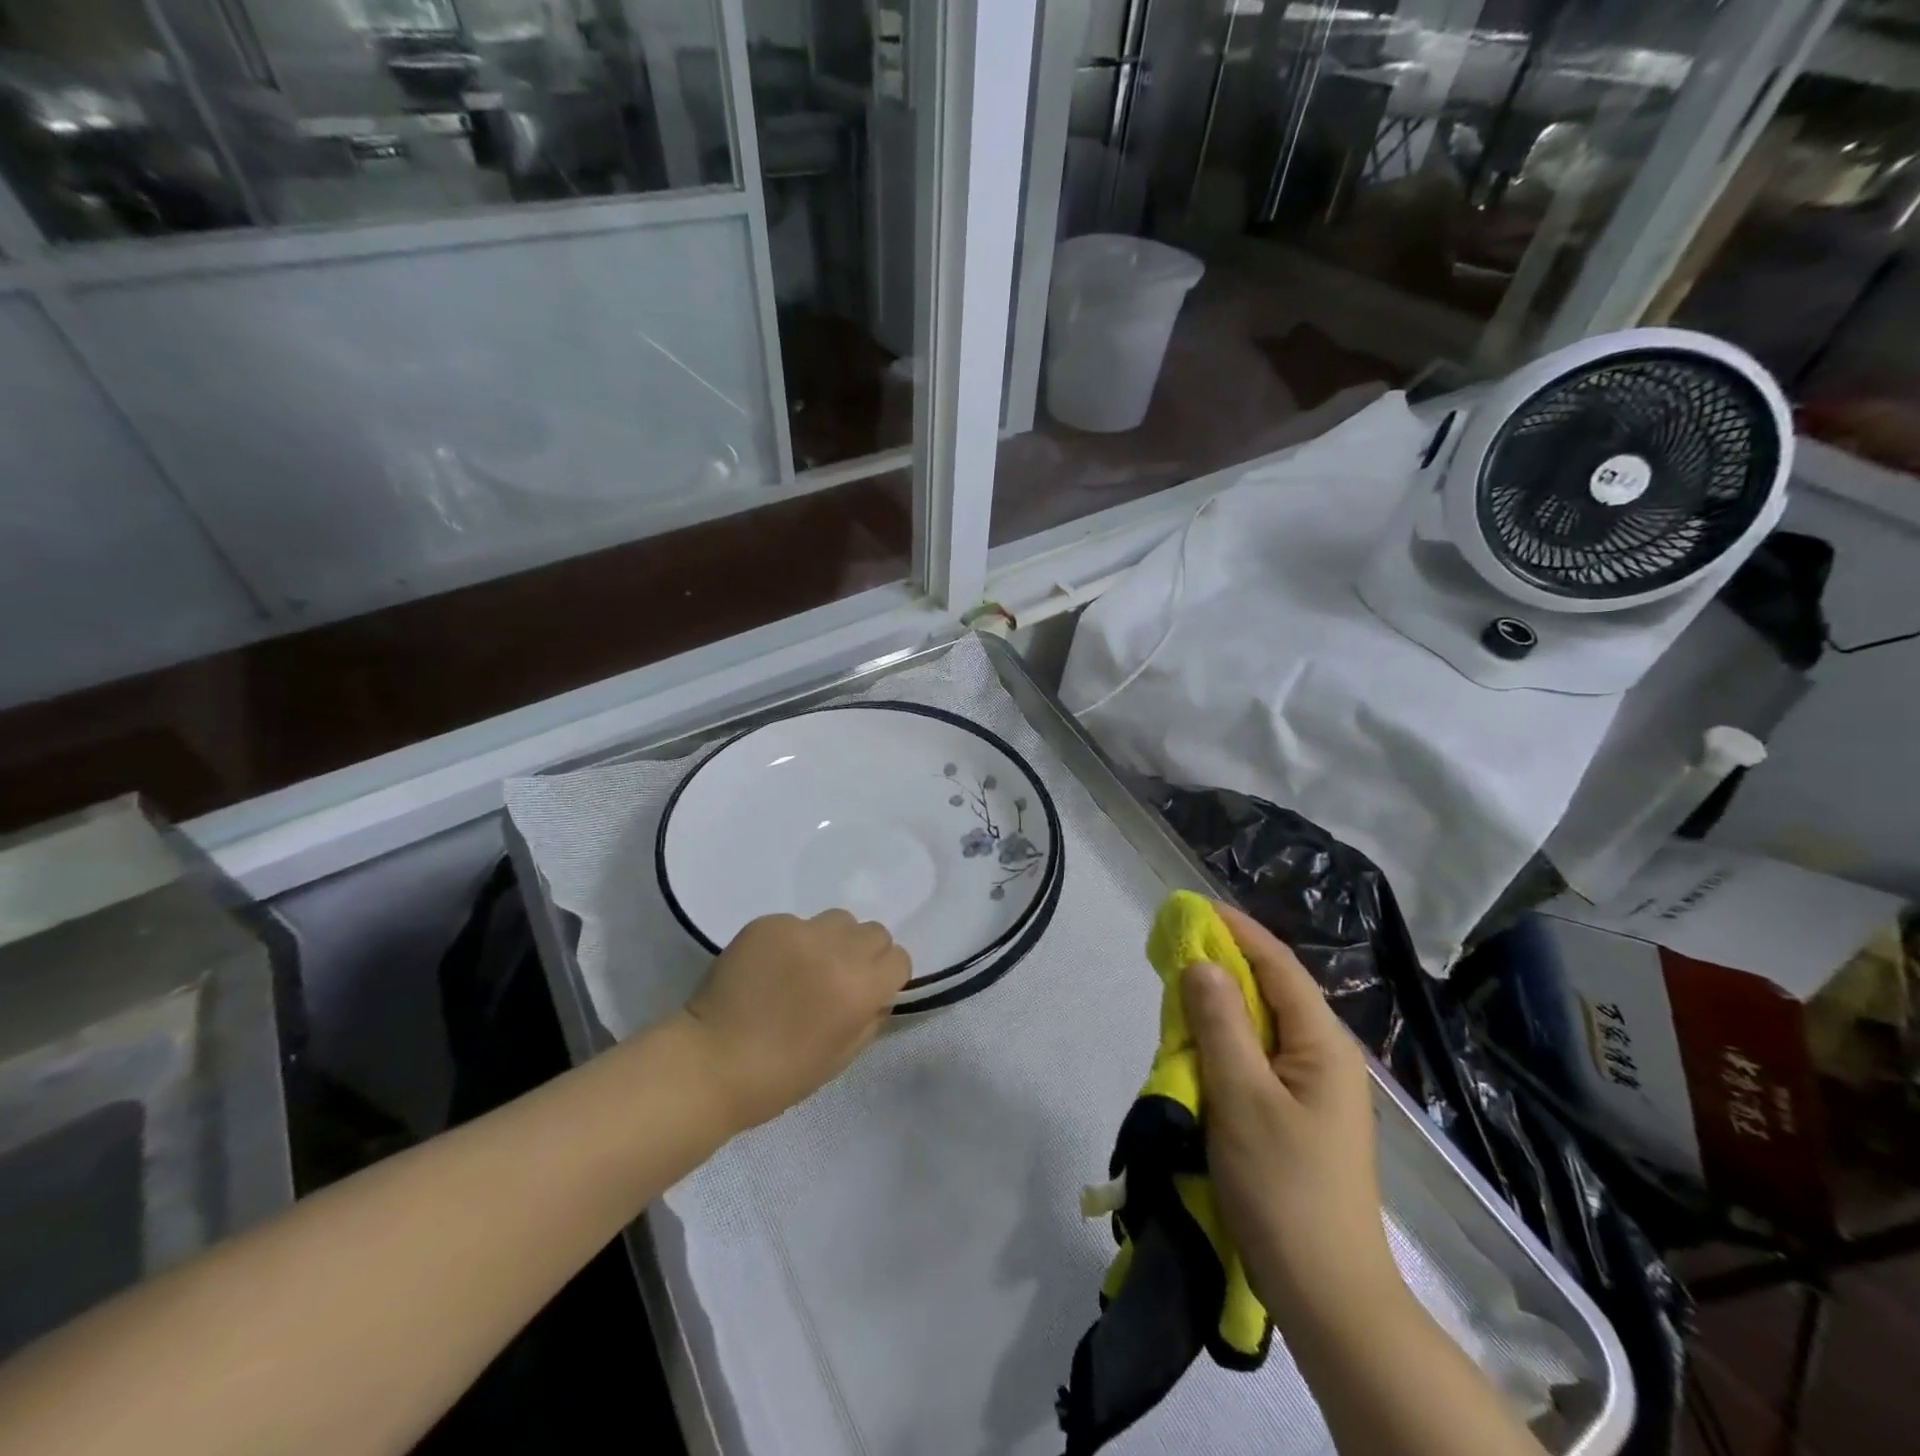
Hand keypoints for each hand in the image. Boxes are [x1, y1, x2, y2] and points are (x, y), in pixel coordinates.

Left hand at [681, 910, 910, 1131]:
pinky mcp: (767, 923)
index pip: (898, 958)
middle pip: (874, 932)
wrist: (709, 1063)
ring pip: (838, 920)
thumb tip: (880, 993)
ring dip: (832, 941)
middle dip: (864, 954)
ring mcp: (799, 931)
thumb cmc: (780, 1075)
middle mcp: (835, 951)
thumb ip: (871, 1018)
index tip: (868, 992)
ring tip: (805, 967)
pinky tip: (772, 967)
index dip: (886, 977)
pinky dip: (793, 941)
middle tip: (837, 978)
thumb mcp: (841, 1057)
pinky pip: (797, 922)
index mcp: (859, 988)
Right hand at [1181, 903, 1403, 1329]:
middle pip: (1269, 990)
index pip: (1276, 964)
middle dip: (1221, 965)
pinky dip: (1223, 1043)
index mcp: (1322, 1043)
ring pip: (1259, 1026)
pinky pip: (1256, 1059)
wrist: (1327, 1295)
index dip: (1234, 929)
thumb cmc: (1284, 1188)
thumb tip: (1200, 962)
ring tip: (1175, 995)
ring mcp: (1313, 1089)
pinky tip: (1195, 1050)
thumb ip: (1219, 1023)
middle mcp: (1323, 1056)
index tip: (1189, 908)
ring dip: (1218, 1007)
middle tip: (1170, 953)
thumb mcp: (1242, 1096)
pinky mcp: (1297, 1116)